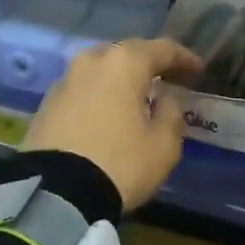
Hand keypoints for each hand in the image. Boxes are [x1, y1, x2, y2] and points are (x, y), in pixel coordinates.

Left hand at [23, 38, 202, 209]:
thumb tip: (166, 98)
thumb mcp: (164, 145)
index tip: (198, 70)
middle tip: (168, 79)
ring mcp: (65, 80)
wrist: (54, 195)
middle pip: (128, 53)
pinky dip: (99, 95)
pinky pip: (82, 89)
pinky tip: (107, 112)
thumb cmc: (120, 163)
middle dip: (149, 64)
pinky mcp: (46, 104)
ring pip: (101, 69)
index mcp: (125, 63)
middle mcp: (92, 61)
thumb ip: (172, 113)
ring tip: (135, 96)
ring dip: (121, 79)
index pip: (163, 49)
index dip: (184, 58)